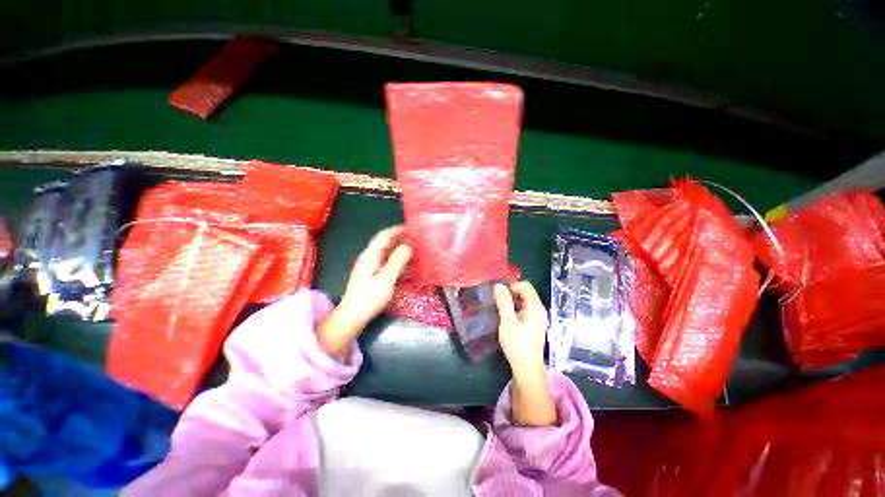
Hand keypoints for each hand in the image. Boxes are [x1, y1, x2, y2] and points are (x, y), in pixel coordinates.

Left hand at [318, 226, 411, 359]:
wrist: (352, 317)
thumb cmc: (369, 298)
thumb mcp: (386, 280)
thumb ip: (397, 262)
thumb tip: (408, 246)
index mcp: (370, 256)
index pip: (383, 236)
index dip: (397, 230)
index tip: (411, 227)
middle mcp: (368, 258)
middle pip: (384, 243)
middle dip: (399, 238)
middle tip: (416, 238)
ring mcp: (369, 267)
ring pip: (385, 252)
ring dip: (398, 249)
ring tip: (414, 249)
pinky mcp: (371, 275)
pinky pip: (385, 262)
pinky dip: (396, 259)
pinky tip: (406, 265)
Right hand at [494, 282, 556, 426]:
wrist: (527, 369)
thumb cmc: (518, 345)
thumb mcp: (508, 322)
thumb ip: (503, 302)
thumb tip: (498, 285)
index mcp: (535, 307)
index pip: (525, 286)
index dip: (511, 286)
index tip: (499, 295)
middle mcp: (538, 310)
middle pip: (524, 293)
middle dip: (510, 294)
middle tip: (496, 303)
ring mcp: (536, 318)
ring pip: (522, 302)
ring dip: (510, 302)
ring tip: (498, 310)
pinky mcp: (532, 325)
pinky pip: (522, 310)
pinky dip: (513, 310)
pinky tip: (505, 319)